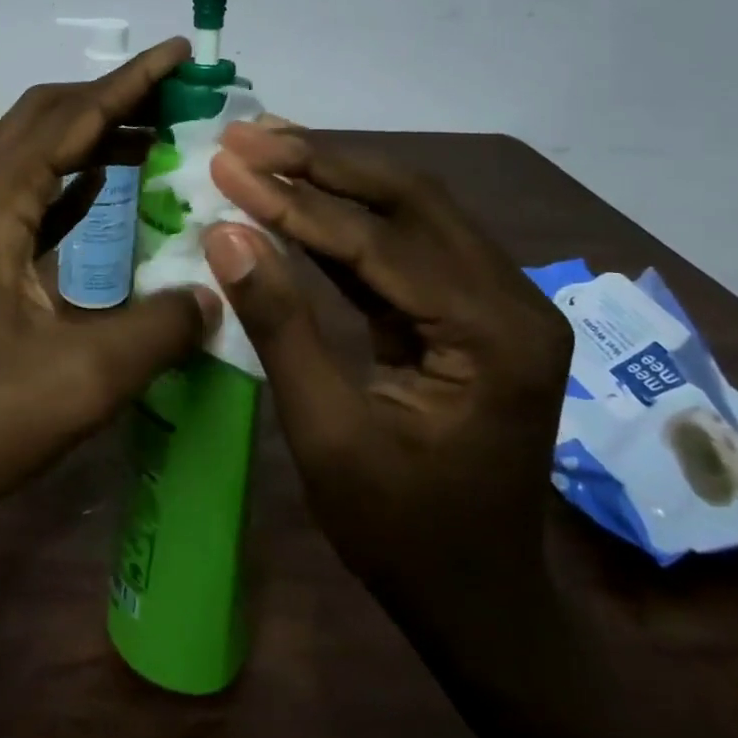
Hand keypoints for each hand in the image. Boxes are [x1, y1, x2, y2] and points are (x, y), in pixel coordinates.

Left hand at [0, 38, 220, 531]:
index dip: (131, 82)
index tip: (178, 52)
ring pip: (29, 160)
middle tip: (175, 97)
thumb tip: (211, 296)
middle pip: (43, 121)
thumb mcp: (76, 382)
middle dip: (110, 101)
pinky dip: (64, 187)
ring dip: (87, 142)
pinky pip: (18, 202)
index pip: (71, 117)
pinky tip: (97, 191)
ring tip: (151, 136)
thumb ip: (156, 331)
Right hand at [200, 123, 572, 633]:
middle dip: (321, 161)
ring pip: (410, 211)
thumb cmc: (402, 533)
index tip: (227, 163)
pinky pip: (403, 247)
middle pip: (410, 198)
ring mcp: (496, 302)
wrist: (476, 601)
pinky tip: (297, 198)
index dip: (294, 200)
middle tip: (246, 137)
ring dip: (333, 177)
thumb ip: (280, 326)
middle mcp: (510, 299)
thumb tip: (226, 235)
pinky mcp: (470, 312)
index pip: (379, 240)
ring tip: (263, 148)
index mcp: (491, 333)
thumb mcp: (327, 435)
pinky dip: (345, 220)